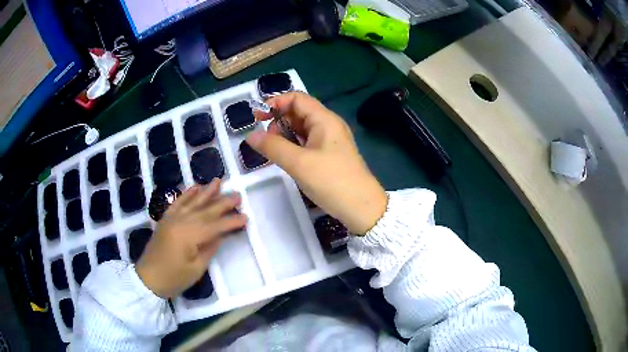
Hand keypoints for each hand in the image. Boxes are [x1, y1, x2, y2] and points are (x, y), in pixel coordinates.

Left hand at [135, 179, 245, 297]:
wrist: (148, 278)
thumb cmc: (174, 278)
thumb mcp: (196, 269)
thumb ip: (209, 248)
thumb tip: (220, 234)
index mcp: (189, 236)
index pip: (215, 226)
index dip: (231, 222)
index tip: (246, 217)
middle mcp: (180, 222)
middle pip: (205, 210)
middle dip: (223, 202)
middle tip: (238, 195)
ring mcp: (171, 218)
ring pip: (192, 202)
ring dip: (206, 191)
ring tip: (218, 181)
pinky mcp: (165, 219)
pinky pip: (177, 202)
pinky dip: (187, 194)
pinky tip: (195, 187)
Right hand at [246, 92, 386, 233]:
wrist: (362, 208)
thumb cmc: (332, 181)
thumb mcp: (299, 163)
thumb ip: (273, 147)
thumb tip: (250, 136)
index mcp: (324, 119)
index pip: (297, 98)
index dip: (276, 103)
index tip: (257, 117)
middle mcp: (328, 125)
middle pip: (298, 112)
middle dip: (278, 120)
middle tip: (265, 140)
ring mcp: (329, 141)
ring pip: (301, 129)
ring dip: (284, 135)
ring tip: (272, 151)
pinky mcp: (328, 155)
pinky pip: (306, 143)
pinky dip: (292, 146)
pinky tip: (284, 158)